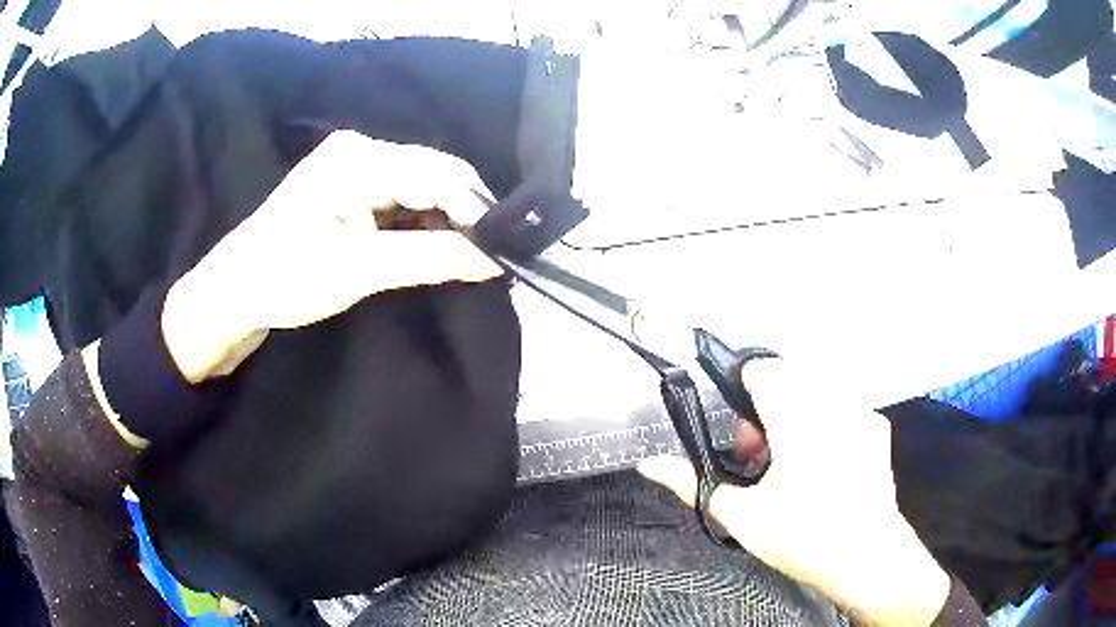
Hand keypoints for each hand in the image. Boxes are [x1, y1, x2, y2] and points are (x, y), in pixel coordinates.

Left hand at [162, 131, 502, 382]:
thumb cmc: (286, 277)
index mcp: (359, 158)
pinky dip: (424, 224)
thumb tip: (493, 260)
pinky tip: (439, 246)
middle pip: (433, 174)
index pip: (437, 173)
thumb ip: (429, 259)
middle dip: (466, 214)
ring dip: (447, 220)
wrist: (235, 293)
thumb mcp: (359, 270)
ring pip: (421, 187)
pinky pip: (402, 200)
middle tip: (494, 255)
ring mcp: (355, 169)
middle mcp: (361, 151)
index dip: (477, 210)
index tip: (506, 250)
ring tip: (473, 254)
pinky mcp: (351, 191)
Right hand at [639, 360, 949, 626]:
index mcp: (796, 420)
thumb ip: (692, 483)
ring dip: (794, 414)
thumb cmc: (803, 538)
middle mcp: (832, 406)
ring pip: (814, 392)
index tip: (738, 424)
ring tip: (789, 460)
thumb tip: (649, 464)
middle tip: (758, 454)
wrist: (866, 558)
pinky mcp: (876, 428)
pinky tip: (823, 464)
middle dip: (766, 408)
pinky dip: (824, 425)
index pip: (764, 368)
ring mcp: (859, 414)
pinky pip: (841, 409)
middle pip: (788, 379)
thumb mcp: (741, 516)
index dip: (742, 387)